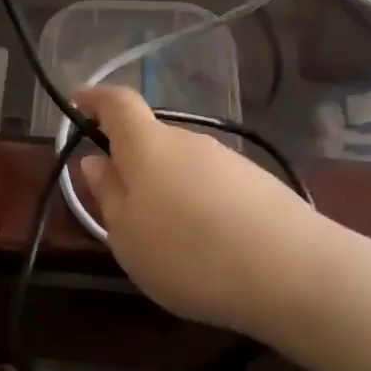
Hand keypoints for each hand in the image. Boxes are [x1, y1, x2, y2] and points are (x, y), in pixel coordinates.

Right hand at [76, 86, 323, 335]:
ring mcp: (228, 159)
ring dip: (168, 187)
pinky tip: (208, 244)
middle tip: (122, 204)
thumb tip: (96, 161)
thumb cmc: (188, 253)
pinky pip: (213, 184)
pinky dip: (200, 204)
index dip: (95, 99)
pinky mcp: (258, 183)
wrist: (291, 270)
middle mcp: (188, 140)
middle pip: (151, 138)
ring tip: (168, 237)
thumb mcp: (127, 235)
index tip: (79, 103)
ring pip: (183, 164)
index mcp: (148, 145)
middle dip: (132, 161)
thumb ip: (108, 194)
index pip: (117, 103)